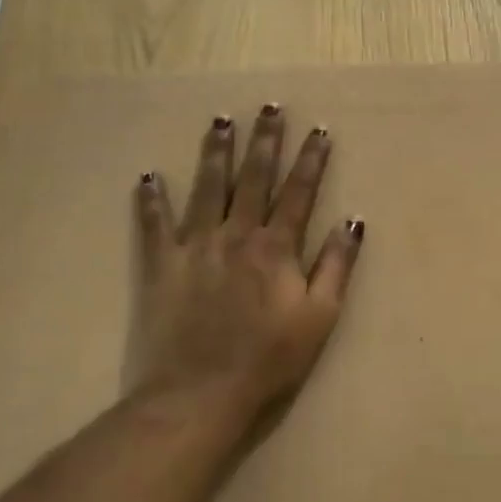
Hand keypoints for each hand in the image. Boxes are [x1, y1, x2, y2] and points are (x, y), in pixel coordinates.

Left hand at [129, 105, 362, 420]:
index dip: (310, 160)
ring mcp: (196, 247)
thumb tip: (352, 221)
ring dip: (216, 152)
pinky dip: (151, 200)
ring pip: (207, 188)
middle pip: (254, 178)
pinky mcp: (162, 265)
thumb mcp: (319, 318)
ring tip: (221, 120)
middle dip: (265, 141)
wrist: (199, 394)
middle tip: (269, 107)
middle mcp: (236, 235)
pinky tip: (148, 176)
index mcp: (276, 248)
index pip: (299, 193)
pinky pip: (154, 225)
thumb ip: (336, 266)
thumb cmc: (269, 361)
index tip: (318, 130)